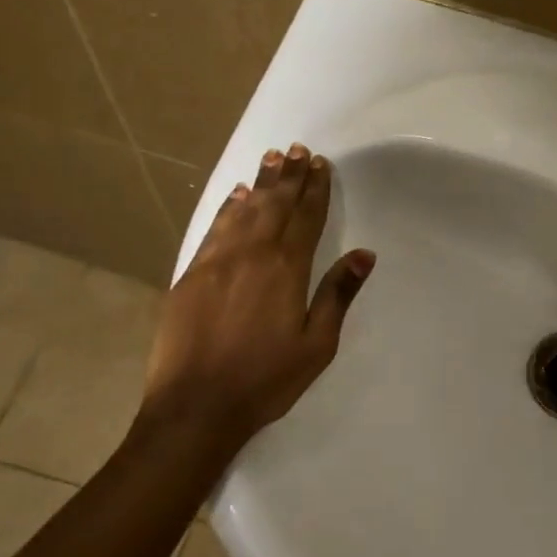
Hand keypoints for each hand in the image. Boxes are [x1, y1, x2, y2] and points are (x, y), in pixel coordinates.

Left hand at [142, 144, 373, 442]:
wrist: (195, 406)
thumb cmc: (266, 380)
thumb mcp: (316, 344)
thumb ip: (338, 294)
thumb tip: (365, 254)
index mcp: (286, 269)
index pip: (306, 218)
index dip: (316, 190)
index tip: (321, 165)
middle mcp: (252, 254)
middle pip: (275, 205)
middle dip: (289, 176)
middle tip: (298, 150)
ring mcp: (217, 261)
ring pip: (243, 210)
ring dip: (260, 183)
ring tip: (272, 158)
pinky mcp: (191, 274)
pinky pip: (214, 228)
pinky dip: (228, 207)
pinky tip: (236, 195)